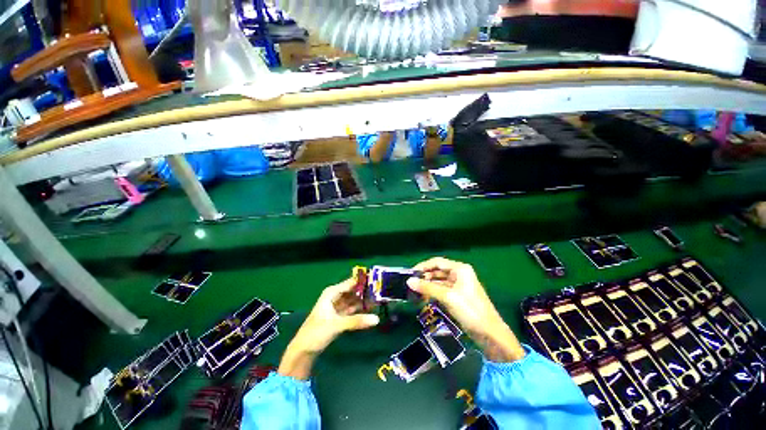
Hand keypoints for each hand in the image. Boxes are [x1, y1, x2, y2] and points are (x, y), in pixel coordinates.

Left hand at [278, 279, 379, 378]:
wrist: (303, 350)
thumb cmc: (316, 333)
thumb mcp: (336, 325)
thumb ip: (356, 321)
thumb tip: (376, 319)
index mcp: (332, 293)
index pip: (351, 283)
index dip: (363, 281)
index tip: (378, 280)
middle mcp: (335, 296)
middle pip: (353, 290)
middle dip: (365, 291)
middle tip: (381, 291)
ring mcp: (337, 306)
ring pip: (353, 300)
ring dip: (364, 300)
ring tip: (379, 298)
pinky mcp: (339, 316)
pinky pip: (352, 309)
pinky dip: (360, 309)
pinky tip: (370, 308)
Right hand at [407, 257, 524, 361]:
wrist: (489, 333)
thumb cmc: (470, 310)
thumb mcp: (447, 297)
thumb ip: (427, 287)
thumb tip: (409, 281)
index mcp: (460, 269)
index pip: (437, 262)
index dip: (423, 266)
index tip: (411, 273)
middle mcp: (459, 274)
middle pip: (437, 271)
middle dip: (425, 277)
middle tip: (411, 284)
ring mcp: (458, 285)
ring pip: (439, 281)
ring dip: (428, 286)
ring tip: (415, 292)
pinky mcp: (457, 296)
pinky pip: (441, 290)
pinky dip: (433, 293)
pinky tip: (424, 297)